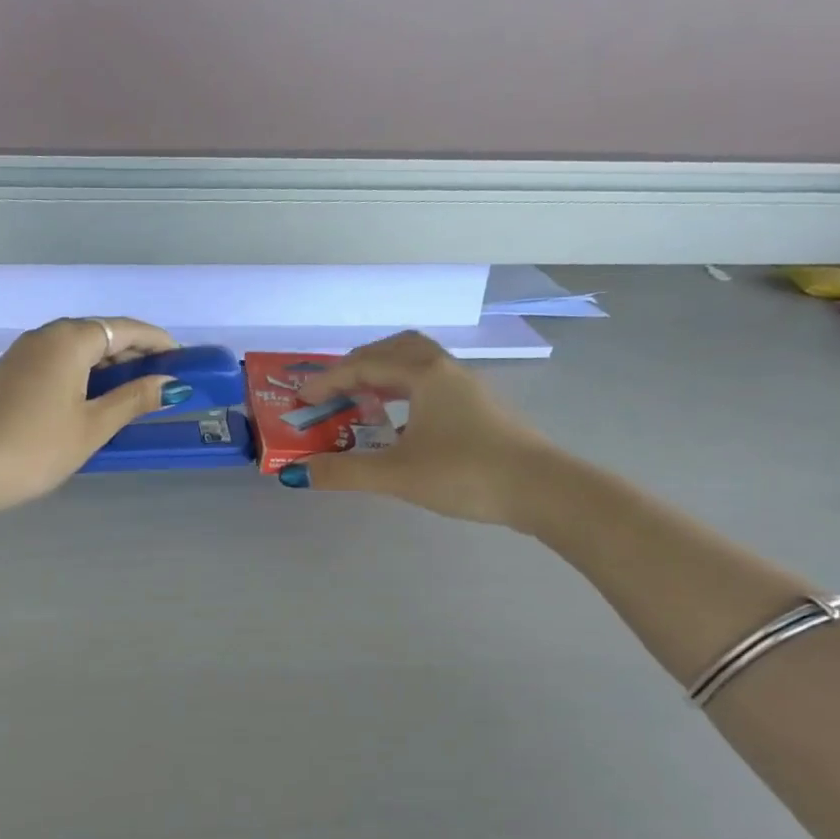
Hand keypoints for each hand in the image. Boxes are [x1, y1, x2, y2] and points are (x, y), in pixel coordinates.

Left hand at [0, 317, 187, 511]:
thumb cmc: (38, 447)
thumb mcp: (94, 426)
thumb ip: (134, 399)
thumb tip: (172, 384)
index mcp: (69, 340)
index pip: (125, 328)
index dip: (157, 341)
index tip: (182, 359)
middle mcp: (44, 336)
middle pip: (99, 334)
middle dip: (133, 353)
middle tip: (160, 379)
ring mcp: (22, 354)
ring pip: (75, 348)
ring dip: (106, 364)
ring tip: (131, 392)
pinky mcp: (8, 374)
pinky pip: (56, 362)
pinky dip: (81, 373)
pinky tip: (91, 399)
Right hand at [278, 330, 555, 526]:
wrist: (542, 490)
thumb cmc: (465, 473)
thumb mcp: (396, 475)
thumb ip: (344, 472)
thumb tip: (297, 473)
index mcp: (424, 374)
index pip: (364, 365)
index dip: (327, 381)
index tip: (301, 400)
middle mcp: (446, 371)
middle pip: (395, 348)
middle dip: (358, 364)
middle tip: (333, 388)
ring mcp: (467, 388)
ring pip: (418, 365)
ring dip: (384, 375)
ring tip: (361, 401)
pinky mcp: (480, 409)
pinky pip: (432, 385)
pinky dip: (405, 392)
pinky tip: (399, 425)